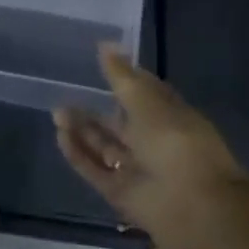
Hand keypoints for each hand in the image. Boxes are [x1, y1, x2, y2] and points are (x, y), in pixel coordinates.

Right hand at [54, 47, 248, 233]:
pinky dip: (77, 154)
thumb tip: (104, 45)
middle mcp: (155, 144)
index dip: (125, 81)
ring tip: (57, 114)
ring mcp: (137, 170)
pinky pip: (94, 170)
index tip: (99, 65)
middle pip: (119, 124)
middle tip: (65, 96)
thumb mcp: (146, 101)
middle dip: (94, 111)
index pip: (146, 96)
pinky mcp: (120, 192)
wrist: (191, 204)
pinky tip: (60, 136)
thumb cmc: (175, 143)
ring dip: (81, 130)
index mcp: (172, 119)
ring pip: (104, 146)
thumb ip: (121, 76)